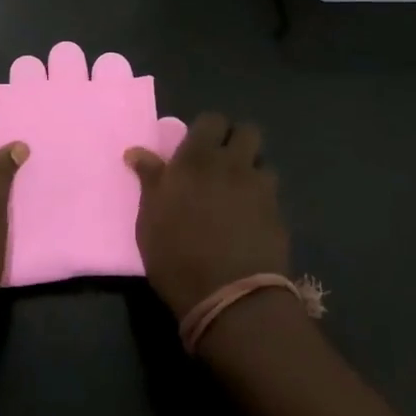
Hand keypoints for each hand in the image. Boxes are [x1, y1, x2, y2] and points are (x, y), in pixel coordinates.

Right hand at [125, 113, 287, 319]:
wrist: (229, 296)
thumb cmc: (176, 253)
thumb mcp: (150, 216)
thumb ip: (150, 179)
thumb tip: (136, 152)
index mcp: (197, 158)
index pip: (211, 120)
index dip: (207, 130)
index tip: (196, 147)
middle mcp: (233, 164)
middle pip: (248, 132)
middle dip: (236, 140)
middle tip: (221, 162)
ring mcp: (260, 189)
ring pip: (263, 162)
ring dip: (252, 170)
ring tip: (238, 193)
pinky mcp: (279, 216)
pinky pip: (272, 195)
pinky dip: (262, 200)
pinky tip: (250, 220)